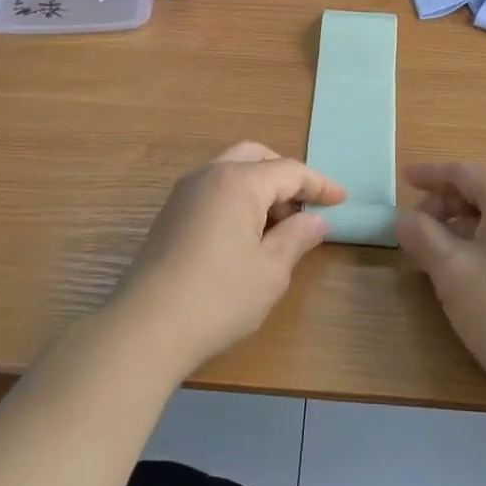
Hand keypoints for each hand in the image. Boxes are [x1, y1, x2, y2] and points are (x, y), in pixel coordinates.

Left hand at [107, 143, 344, 382]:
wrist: (144, 328)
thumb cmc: (218, 297)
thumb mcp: (270, 271)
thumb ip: (296, 238)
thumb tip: (314, 221)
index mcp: (238, 182)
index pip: (289, 170)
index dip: (319, 184)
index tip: (341, 200)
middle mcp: (209, 175)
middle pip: (256, 157)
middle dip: (285, 176)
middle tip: (305, 207)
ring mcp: (184, 193)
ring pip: (231, 171)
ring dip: (260, 187)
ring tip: (279, 226)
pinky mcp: (170, 214)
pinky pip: (214, 190)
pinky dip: (237, 199)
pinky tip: (246, 235)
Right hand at [396, 163, 485, 407]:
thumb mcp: (452, 271)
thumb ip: (423, 236)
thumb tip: (403, 220)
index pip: (468, 173)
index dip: (432, 174)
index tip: (404, 179)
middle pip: (484, 191)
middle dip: (445, 202)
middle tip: (414, 223)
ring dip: (461, 223)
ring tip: (433, 246)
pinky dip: (481, 239)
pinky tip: (463, 264)